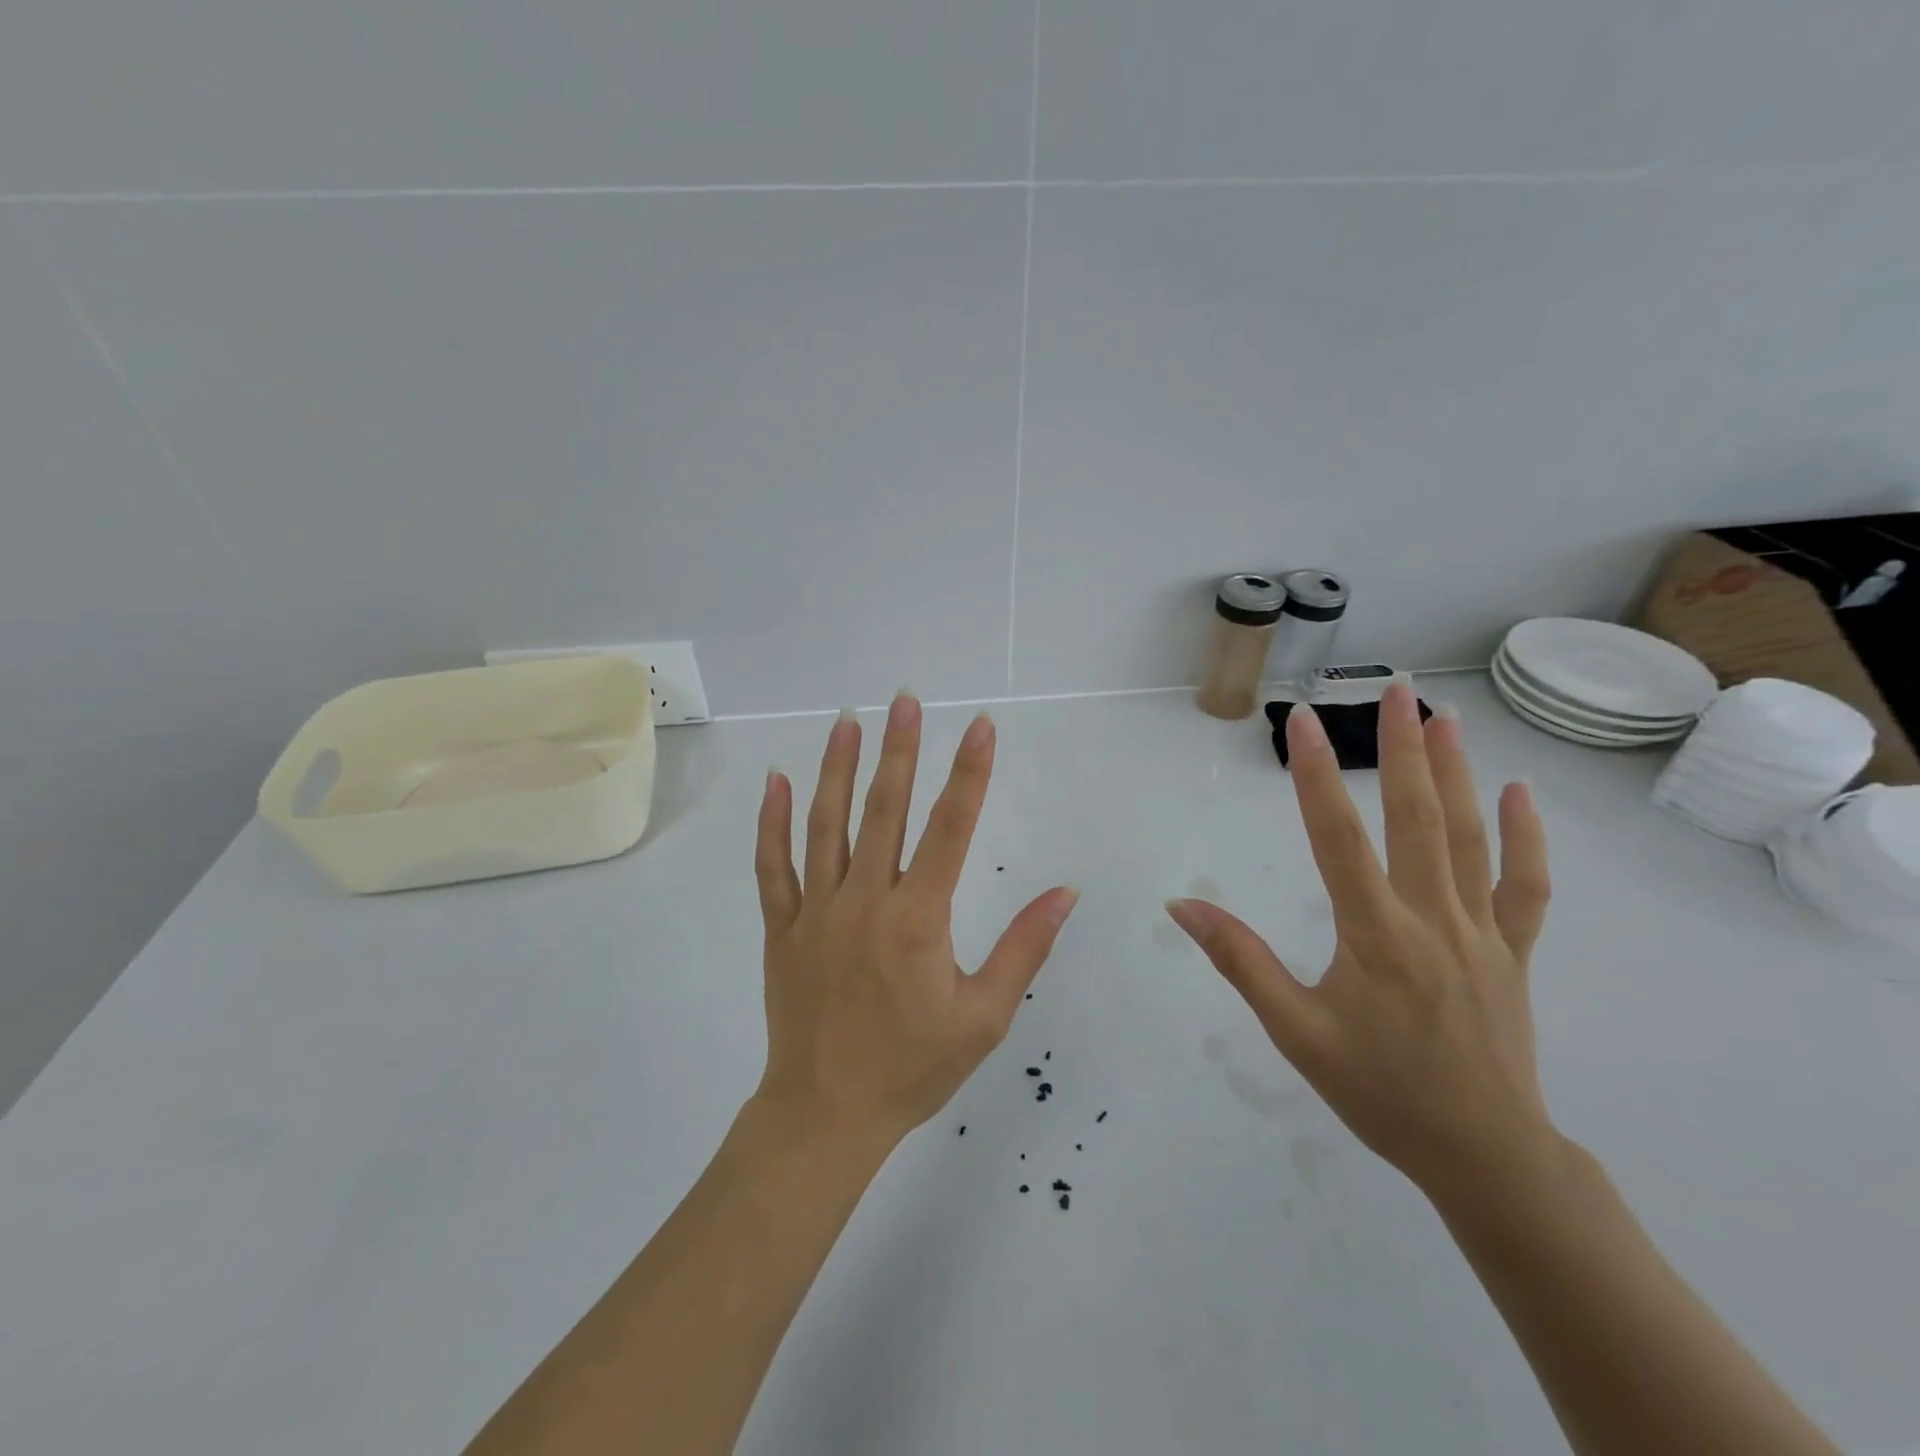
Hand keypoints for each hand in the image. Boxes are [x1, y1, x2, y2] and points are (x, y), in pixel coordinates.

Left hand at [754, 694, 1079, 1143]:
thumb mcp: (984, 1016)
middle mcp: (864, 901)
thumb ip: (1024, 948)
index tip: (981, 727)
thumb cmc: (913, 1067)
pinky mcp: (781, 927)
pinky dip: (772, 821)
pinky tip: (776, 780)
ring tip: (849, 721)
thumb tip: (1065, 893)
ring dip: (837, 768)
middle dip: (901, 750)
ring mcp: (815, 910)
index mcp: (917, 919)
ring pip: (826, 825)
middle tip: (907, 700)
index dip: (969, 774)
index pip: (950, 829)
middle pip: (885, 810)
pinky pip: (772, 866)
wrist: (826, 1114)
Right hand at [1168, 684, 1557, 1204]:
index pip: (1337, 837)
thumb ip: (1239, 960)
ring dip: (1457, 772)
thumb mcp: (1294, 1031)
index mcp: (1374, 934)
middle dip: (1401, 748)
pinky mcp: (1512, 952)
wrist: (1483, 1154)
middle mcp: (1431, 918)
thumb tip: (1182, 906)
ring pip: (1470, 838)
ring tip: (1444, 716)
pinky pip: (1524, 887)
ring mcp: (1480, 932)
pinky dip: (1525, 838)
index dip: (1317, 774)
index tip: (1302, 720)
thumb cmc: (1378, 1091)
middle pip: (1415, 818)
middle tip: (1394, 688)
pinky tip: (1519, 793)